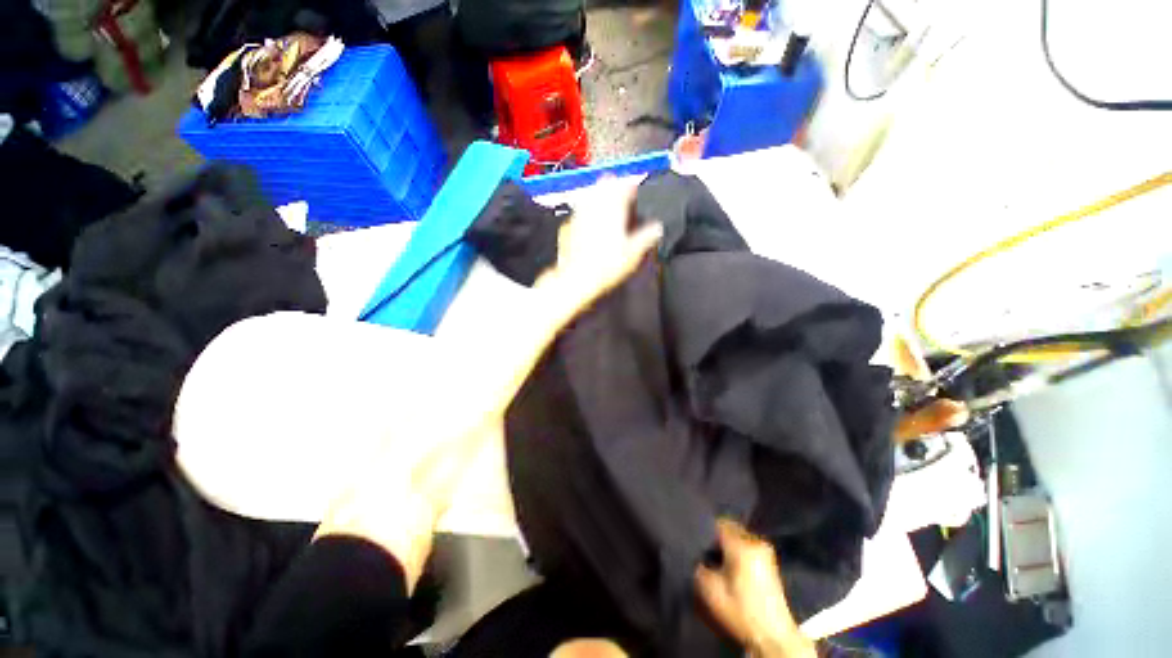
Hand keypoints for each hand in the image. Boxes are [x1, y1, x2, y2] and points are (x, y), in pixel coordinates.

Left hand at [534, 177, 662, 323]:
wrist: (576, 278)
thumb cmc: (606, 265)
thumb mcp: (633, 253)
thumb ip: (646, 237)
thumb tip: (657, 228)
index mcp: (612, 209)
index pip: (624, 186)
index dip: (631, 184)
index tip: (635, 189)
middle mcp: (594, 207)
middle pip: (603, 184)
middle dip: (613, 185)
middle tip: (619, 192)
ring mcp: (578, 215)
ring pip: (588, 195)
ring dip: (598, 195)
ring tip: (604, 203)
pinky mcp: (567, 227)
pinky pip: (578, 212)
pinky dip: (585, 212)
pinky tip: (588, 222)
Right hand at [695, 520, 815, 657]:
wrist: (773, 637)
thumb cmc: (740, 611)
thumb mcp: (710, 589)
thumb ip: (699, 565)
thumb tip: (696, 554)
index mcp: (741, 544)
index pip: (719, 522)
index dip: (706, 529)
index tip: (697, 540)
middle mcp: (756, 542)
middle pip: (731, 528)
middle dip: (718, 537)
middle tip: (706, 550)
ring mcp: (766, 552)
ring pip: (740, 537)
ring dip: (728, 545)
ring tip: (718, 559)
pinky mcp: (771, 564)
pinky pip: (748, 547)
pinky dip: (738, 552)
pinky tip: (731, 567)